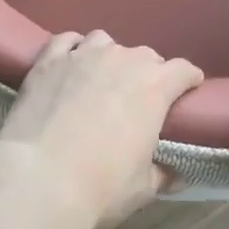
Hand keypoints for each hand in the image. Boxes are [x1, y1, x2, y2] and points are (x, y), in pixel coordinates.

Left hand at [0, 31, 204, 228]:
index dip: (188, 80)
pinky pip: (66, 41)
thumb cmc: (101, 185)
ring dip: (109, 57)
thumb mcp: (143, 188)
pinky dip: (72, 48)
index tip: (188, 90)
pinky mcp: (48, 60)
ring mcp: (83, 55)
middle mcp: (122, 60)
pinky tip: (70, 62)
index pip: (183, 70)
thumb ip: (161, 174)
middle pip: (145, 55)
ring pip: (104, 42)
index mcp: (155, 87)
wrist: (40, 177)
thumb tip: (174, 174)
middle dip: (148, 72)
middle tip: (139, 98)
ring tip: (101, 78)